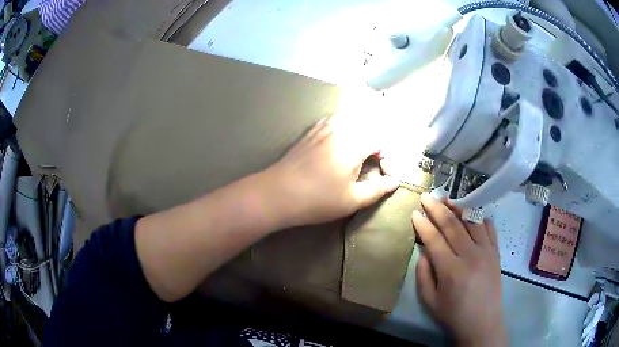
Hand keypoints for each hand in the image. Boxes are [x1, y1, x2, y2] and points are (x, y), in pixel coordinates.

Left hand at [264, 115, 398, 227]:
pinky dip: (342, 124)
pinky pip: (332, 119)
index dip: (384, 151)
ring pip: (348, 116)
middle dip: (374, 137)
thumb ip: (377, 189)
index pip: (378, 138)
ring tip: (358, 146)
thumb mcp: (352, 200)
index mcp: (354, 144)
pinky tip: (338, 137)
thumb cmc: (318, 199)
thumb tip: (395, 181)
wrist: (278, 193)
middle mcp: (340, 129)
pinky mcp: (310, 131)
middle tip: (372, 156)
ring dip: (359, 127)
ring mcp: (322, 127)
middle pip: (365, 122)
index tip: (381, 165)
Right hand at [412, 194, 505, 346]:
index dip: (423, 224)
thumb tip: (424, 252)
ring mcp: (487, 251)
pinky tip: (472, 212)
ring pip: (472, 221)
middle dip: (437, 209)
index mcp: (451, 270)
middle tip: (427, 197)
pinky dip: (480, 217)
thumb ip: (424, 275)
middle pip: (453, 225)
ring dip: (458, 208)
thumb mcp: (430, 301)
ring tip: (447, 199)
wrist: (483, 323)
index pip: (435, 240)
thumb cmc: (453, 315)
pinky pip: (489, 228)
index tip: (415, 213)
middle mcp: (471, 255)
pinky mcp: (496, 252)